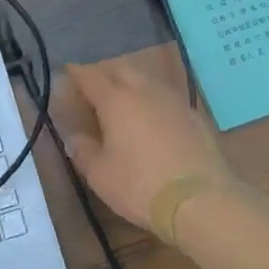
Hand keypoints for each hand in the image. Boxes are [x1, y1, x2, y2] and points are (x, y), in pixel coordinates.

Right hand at [59, 53, 230, 232]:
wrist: (201, 201)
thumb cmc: (140, 186)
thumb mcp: (100, 175)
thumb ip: (84, 151)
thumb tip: (75, 138)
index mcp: (116, 100)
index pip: (90, 76)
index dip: (76, 73)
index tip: (68, 73)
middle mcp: (144, 91)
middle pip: (121, 68)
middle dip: (105, 72)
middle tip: (95, 86)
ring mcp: (173, 101)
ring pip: (147, 79)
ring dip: (131, 82)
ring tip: (124, 99)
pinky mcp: (195, 116)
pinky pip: (167, 97)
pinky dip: (154, 100)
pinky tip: (154, 118)